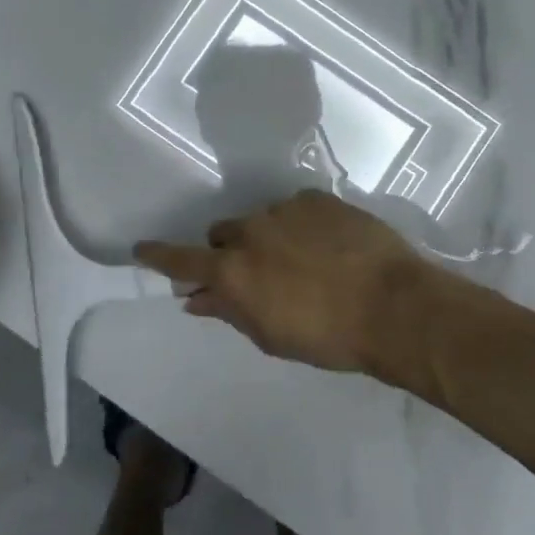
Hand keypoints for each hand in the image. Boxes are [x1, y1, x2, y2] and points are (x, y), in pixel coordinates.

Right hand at [135, 188, 428, 373]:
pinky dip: (301, 225)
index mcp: (234, 271)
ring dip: (269, 237)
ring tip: (303, 260)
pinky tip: (327, 245)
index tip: (142, 248)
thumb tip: (197, 297)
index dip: (159, 255)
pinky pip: (295, 208)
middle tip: (256, 273)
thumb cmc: (328, 337)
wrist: (392, 304)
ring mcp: (285, 209)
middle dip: (229, 250)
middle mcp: (251, 231)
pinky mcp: (316, 197)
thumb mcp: (271, 336)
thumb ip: (230, 311)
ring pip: (261, 219)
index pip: (182, 258)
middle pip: (223, 233)